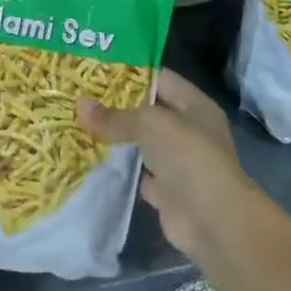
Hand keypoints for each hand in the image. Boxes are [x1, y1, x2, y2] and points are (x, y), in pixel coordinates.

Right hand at [78, 68, 250, 262]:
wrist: (213, 221)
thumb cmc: (189, 158)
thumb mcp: (150, 124)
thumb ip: (115, 116)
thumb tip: (80, 106)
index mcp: (194, 106)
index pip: (160, 78)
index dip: (130, 72)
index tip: (95, 69)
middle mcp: (188, 131)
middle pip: (147, 111)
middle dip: (116, 105)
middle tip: (78, 95)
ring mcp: (178, 163)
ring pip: (140, 143)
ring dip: (114, 138)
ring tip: (77, 123)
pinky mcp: (166, 191)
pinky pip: (136, 173)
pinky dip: (117, 169)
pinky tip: (90, 158)